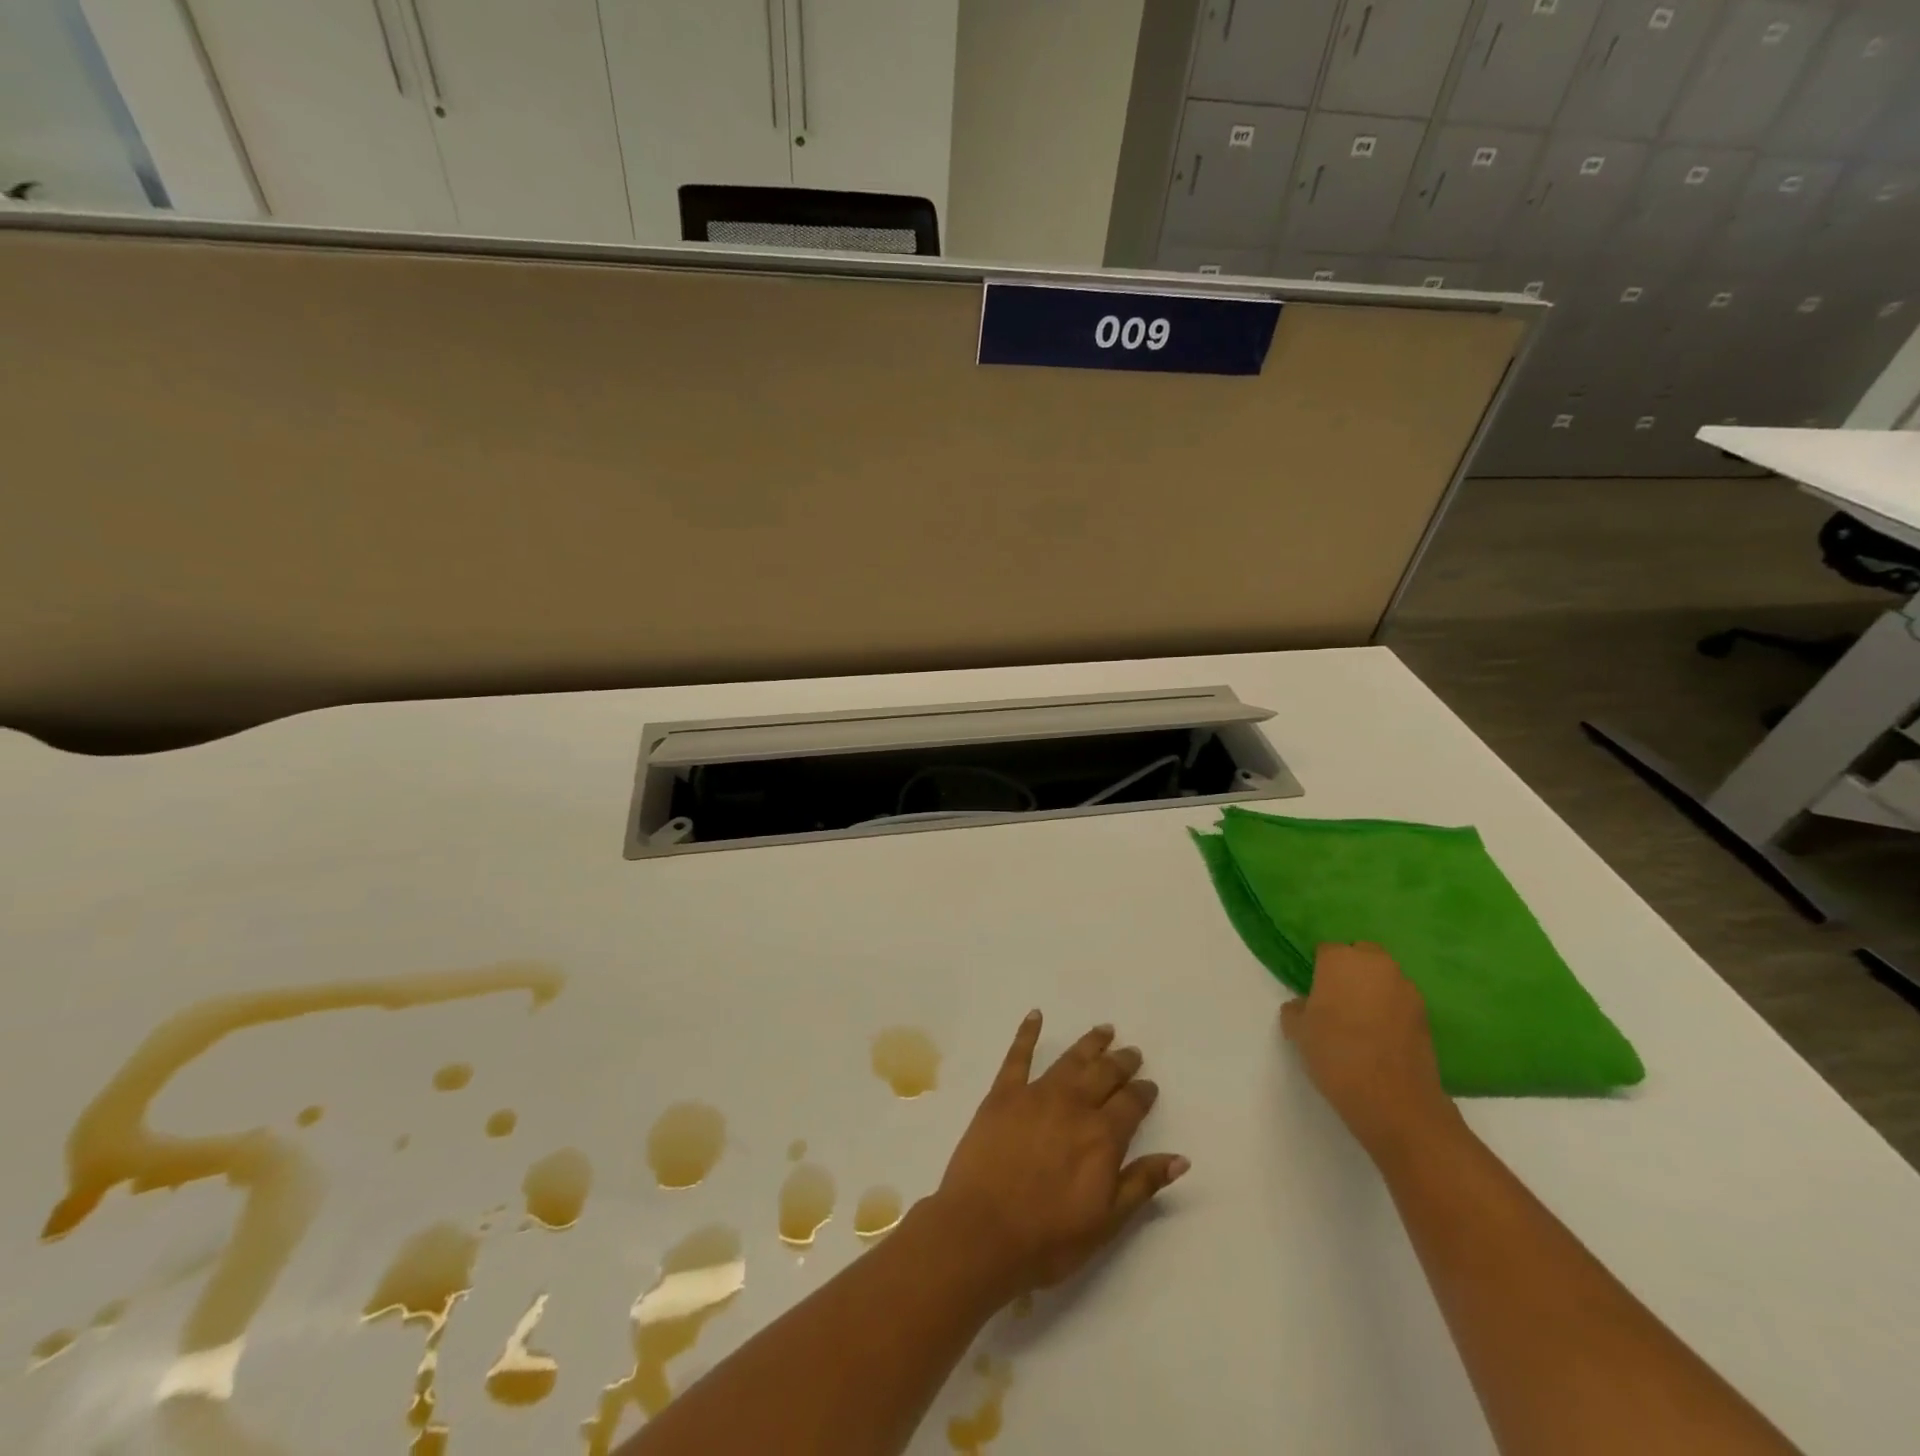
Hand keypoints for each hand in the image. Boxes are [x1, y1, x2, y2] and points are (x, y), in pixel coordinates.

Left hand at [930, 1012, 1187, 1297]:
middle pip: (1104, 1074)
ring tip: (1104, 1030)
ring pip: (1070, 1060)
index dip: (1143, 1093)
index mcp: (1102, 1136)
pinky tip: (1036, 1015)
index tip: (1149, 1085)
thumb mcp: (1106, 1222)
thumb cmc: (1048, 1237)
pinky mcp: (1003, 1093)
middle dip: (1121, 1062)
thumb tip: (1180, 1158)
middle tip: (1131, 1052)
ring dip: (1090, 1044)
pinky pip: (1018, 1055)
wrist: (983, 1231)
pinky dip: (1028, 1032)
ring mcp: (1036, 1094)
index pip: (1131, 1104)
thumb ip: (1142, 1184)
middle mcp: (1074, 1105)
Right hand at [1280, 942, 1459, 1161]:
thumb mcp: (1297, 1030)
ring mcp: (1407, 990)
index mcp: (1342, 959)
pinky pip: (1400, 1003)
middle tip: (1336, 1000)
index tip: (1313, 992)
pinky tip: (1380, 1037)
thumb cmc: (1335, 1054)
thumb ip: (1296, 1008)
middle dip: (1351, 971)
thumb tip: (1305, 1005)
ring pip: (1384, 978)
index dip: (1318, 969)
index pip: (1326, 950)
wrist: (1393, 1100)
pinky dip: (1391, 1011)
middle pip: (1361, 956)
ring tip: (1360, 1021)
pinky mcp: (1426, 1016)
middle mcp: (1378, 965)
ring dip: (1373, 990)